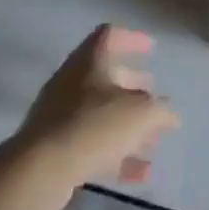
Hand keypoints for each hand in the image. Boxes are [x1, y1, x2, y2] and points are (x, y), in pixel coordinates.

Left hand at [12, 25, 178, 209]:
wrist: (39, 172)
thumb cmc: (93, 126)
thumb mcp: (141, 113)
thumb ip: (160, 110)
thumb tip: (169, 114)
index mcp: (89, 61)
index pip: (109, 35)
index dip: (132, 39)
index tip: (152, 50)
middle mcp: (71, 83)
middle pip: (106, 77)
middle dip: (133, 87)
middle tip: (154, 96)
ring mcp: (59, 116)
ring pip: (99, 114)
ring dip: (127, 126)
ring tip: (152, 142)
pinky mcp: (54, 149)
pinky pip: (91, 145)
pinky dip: (115, 155)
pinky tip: (139, 175)